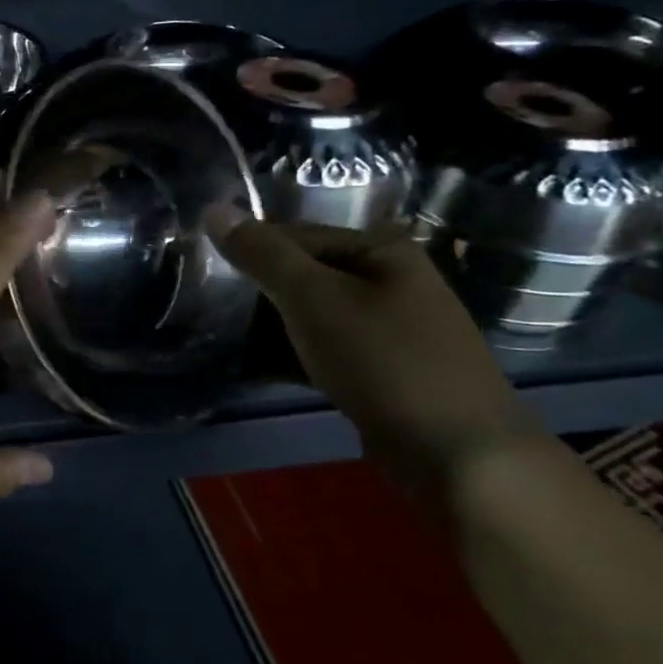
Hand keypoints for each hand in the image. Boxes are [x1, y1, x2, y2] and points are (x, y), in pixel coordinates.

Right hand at [210, 214, 549, 506]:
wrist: (459, 454)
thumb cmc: (384, 359)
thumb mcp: (312, 299)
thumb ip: (262, 254)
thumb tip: (214, 208)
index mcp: (381, 250)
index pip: (295, 234)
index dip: (249, 249)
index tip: (203, 271)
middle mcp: (389, 279)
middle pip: (304, 273)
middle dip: (257, 291)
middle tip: (208, 307)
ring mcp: (389, 327)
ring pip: (312, 313)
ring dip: (269, 326)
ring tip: (222, 337)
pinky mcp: (382, 368)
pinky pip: (325, 348)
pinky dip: (292, 354)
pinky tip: (254, 369)